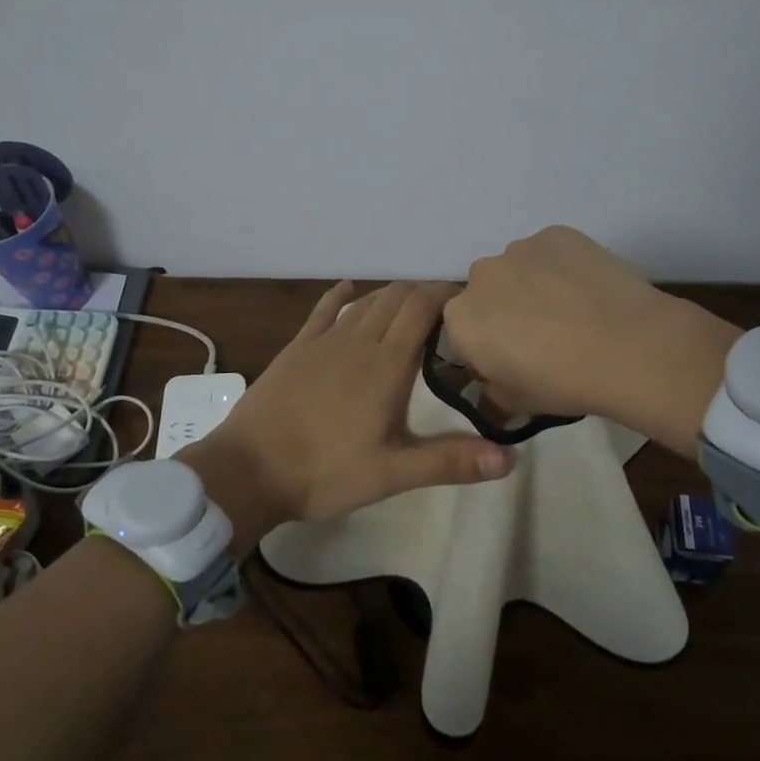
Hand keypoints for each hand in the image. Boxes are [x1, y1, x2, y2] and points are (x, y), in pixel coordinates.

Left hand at [188, 281, 512, 544]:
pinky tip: (349, 287)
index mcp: (386, 365)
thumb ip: (450, 461)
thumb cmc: (325, 472)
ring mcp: (323, 341)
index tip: (468, 300)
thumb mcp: (392, 473)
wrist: (249, 469)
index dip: (446, 295)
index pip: (422, 309)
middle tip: (446, 308)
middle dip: (423, 293)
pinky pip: (323, 310)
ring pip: (364, 301)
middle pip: (395, 298)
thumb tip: (511, 458)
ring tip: (410, 303)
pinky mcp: (297, 348)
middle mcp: (358, 341)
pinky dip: (341, 295)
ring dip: (390, 295)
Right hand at [443, 226, 739, 453]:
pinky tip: (590, 290)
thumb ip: (492, 388)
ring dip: (533, 285)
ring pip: (518, 268)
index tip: (514, 361)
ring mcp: (519, 249)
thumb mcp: (517, 403)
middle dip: (506, 310)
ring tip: (573, 310)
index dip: (488, 348)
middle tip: (544, 335)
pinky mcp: (556, 233)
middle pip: (487, 293)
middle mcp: (480, 276)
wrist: (628, 347)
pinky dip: (563, 266)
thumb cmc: (564, 382)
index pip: (463, 333)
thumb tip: (494, 378)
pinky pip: (550, 251)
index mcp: (461, 320)